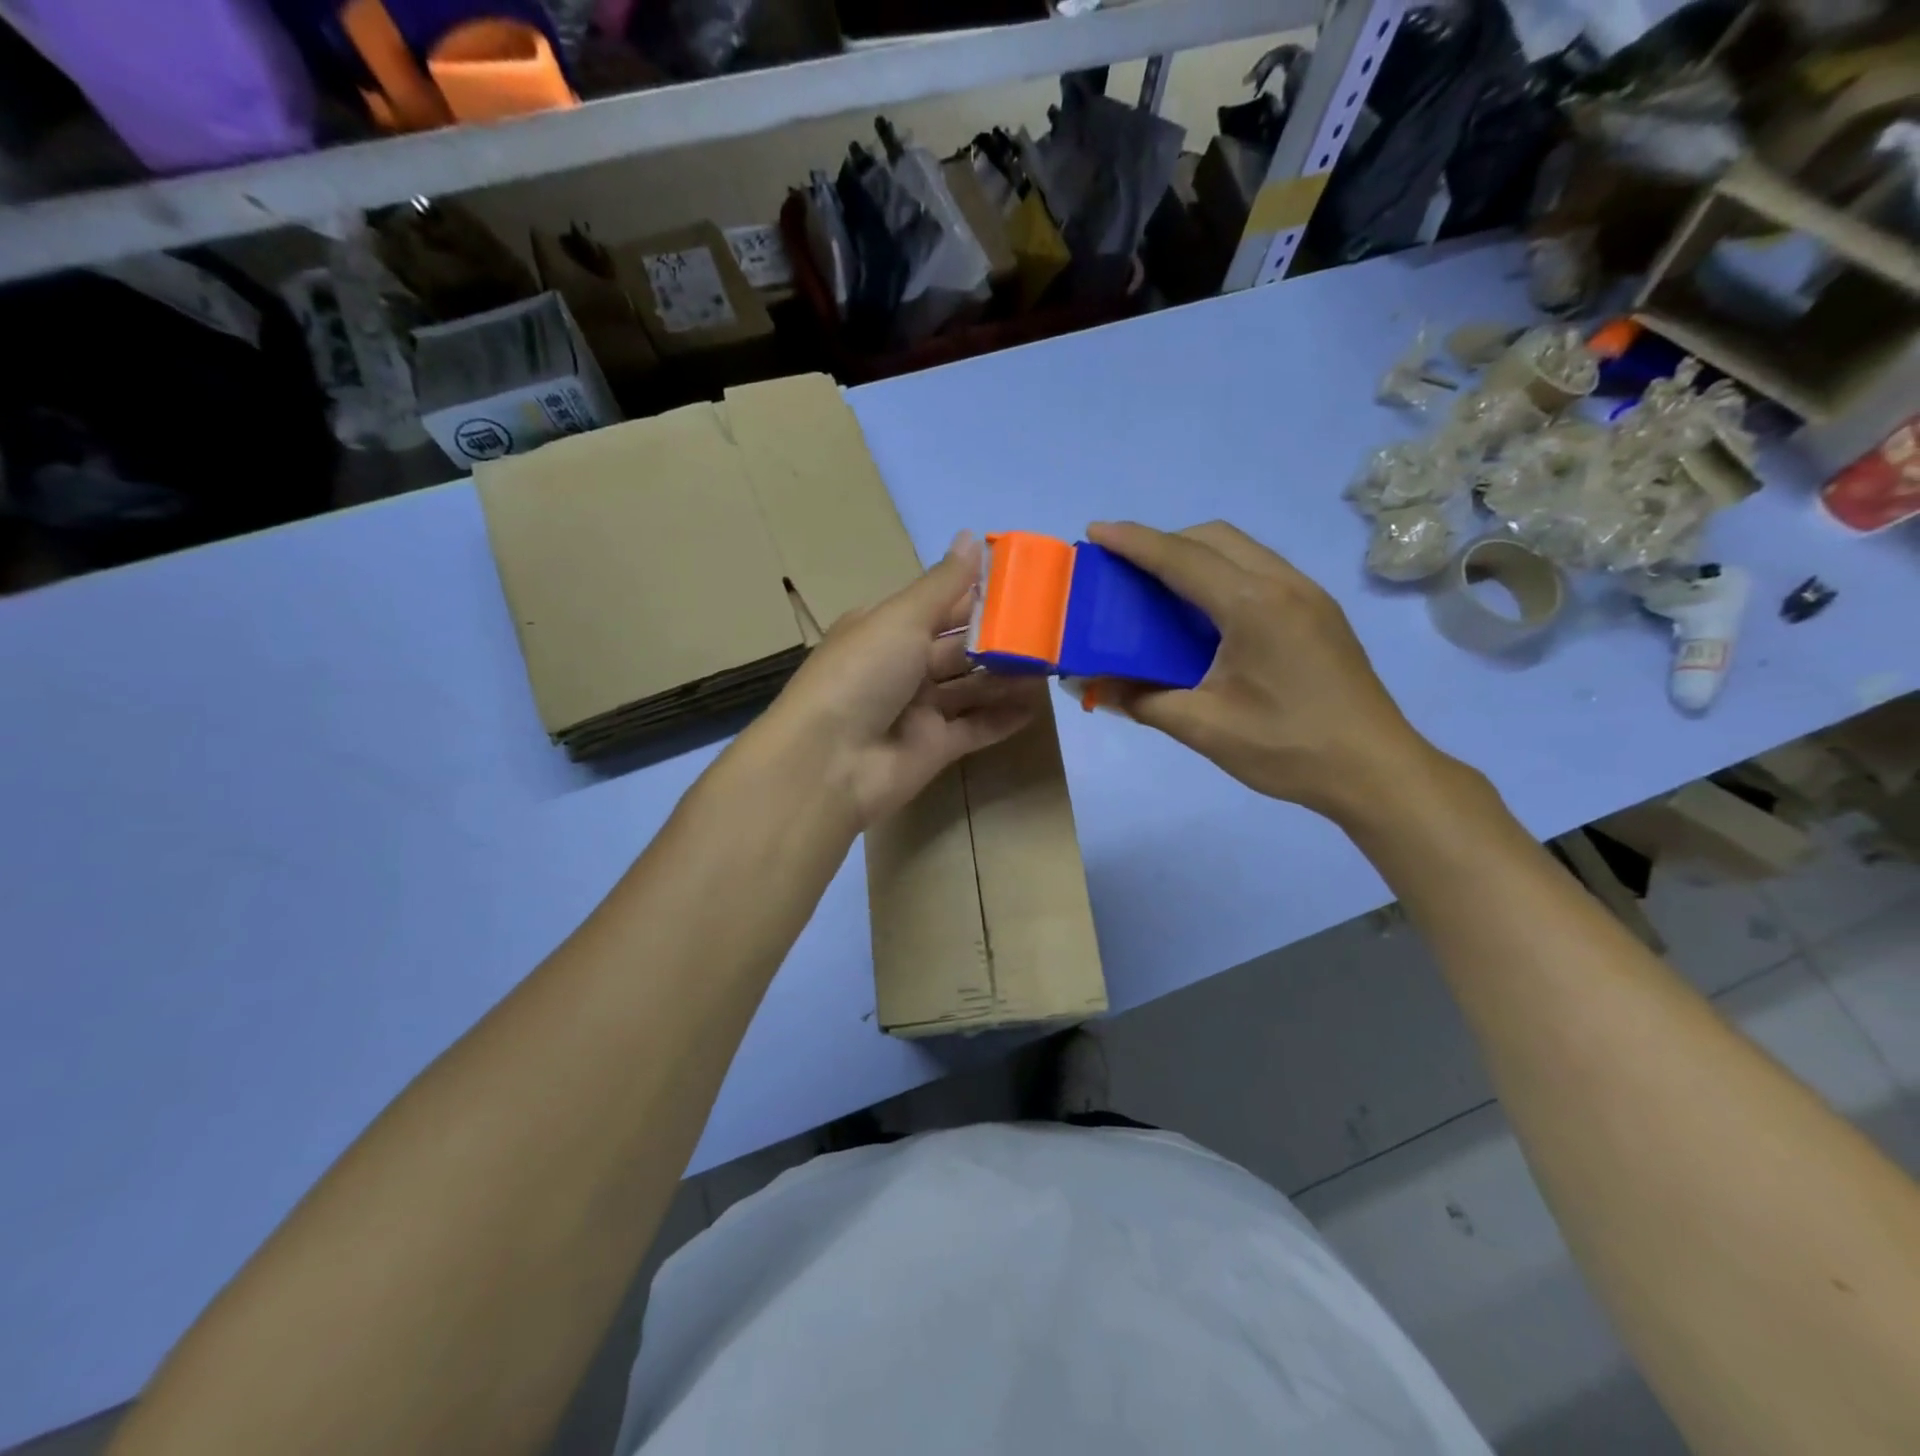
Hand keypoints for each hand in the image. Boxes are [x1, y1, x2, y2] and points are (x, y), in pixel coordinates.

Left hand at [757, 532, 1042, 828]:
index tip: (1023, 585)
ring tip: (1052, 665)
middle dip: (1000, 639)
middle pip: (959, 648)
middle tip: (1050, 629)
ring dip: (1007, 678)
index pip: (939, 606)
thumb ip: (943, 584)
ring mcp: (917, 710)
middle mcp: (901, 666)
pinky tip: (1037, 707)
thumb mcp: (901, 619)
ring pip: (971, 689)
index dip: (978, 595)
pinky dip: (1003, 719)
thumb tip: (970, 535)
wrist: (830, 763)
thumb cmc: (862, 675)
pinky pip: (975, 729)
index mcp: (885, 629)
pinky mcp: (934, 748)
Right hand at [1086, 520, 1443, 823]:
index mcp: (1253, 606)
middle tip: (1126, 571)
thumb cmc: (1287, 748)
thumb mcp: (1203, 728)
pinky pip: (1260, 571)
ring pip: (1242, 550)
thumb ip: (1141, 699)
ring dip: (1196, 556)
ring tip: (1160, 589)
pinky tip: (1207, 616)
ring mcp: (1308, 595)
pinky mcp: (1319, 612)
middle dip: (1164, 542)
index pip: (1182, 558)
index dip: (1134, 542)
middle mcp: (1283, 584)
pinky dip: (1223, 574)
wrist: (1375, 770)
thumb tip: (1090, 686)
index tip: (1095, 531)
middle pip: (1215, 538)